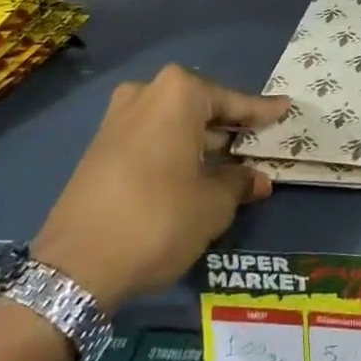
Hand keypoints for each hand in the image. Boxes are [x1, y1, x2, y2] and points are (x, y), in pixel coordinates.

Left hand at [32, 65, 288, 316]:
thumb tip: (258, 179)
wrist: (74, 266)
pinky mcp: (100, 147)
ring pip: (174, 125)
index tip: (286, 109)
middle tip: (258, 144)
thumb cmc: (158, 219)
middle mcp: (146, 93)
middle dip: (229, 129)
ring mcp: (117, 119)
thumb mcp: (213, 204)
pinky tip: (193, 176)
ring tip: (230, 165)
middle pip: (201, 108)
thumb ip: (240, 183)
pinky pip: (152, 140)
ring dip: (201, 143)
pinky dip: (175, 153)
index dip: (262, 112)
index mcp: (179, 93)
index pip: (233, 102)